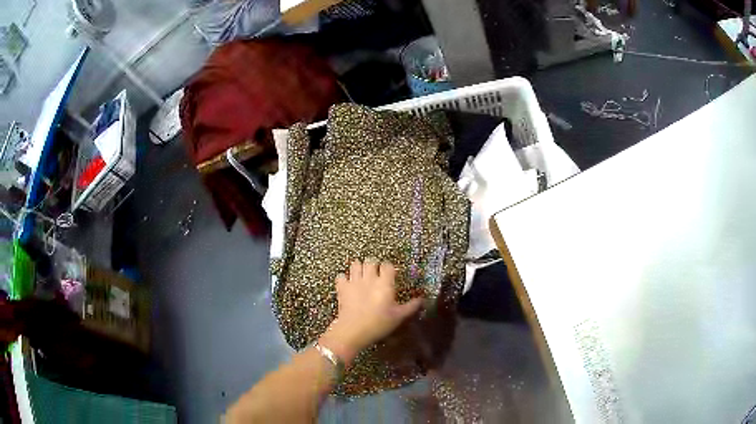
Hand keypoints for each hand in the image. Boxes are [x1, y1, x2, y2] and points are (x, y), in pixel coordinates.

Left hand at [319, 259, 421, 363]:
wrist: (354, 331)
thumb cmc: (379, 323)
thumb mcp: (399, 317)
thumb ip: (411, 306)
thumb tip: (422, 299)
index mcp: (385, 283)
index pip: (387, 265)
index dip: (389, 268)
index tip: (390, 275)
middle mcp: (369, 278)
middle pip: (371, 261)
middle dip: (373, 265)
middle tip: (376, 274)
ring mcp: (354, 281)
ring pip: (355, 264)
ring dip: (359, 268)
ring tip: (362, 276)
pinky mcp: (342, 287)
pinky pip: (341, 276)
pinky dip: (344, 278)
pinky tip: (347, 284)